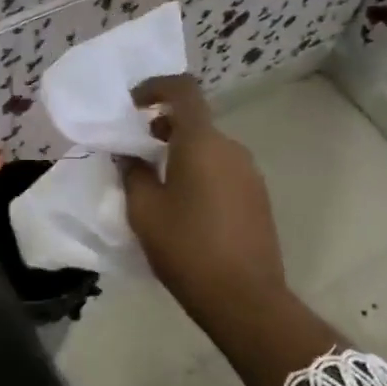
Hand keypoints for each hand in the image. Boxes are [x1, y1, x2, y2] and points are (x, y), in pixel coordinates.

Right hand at [119, 75, 339, 385]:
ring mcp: (249, 173)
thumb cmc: (187, 247)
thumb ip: (132, 172)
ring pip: (209, 147)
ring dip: (181, 151)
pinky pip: (223, 169)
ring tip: (155, 181)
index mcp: (202, 142)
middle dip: (163, 126)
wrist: (244, 298)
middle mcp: (231, 148)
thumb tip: (128, 154)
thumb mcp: (144, 210)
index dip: (155, 87)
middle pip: (196, 120)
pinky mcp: (257, 197)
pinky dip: (199, 171)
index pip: (183, 90)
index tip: (132, 105)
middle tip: (135, 149)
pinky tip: (183, 205)